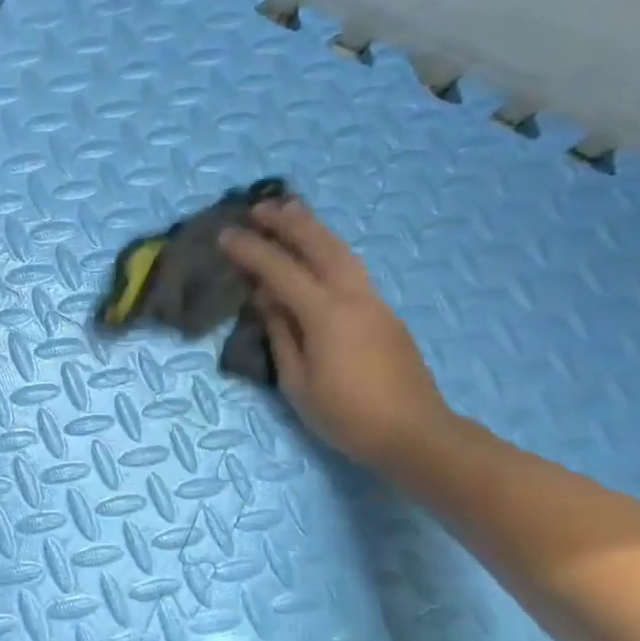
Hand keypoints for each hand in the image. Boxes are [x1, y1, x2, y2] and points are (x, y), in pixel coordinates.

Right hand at [219, 199, 455, 469]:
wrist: (415, 433)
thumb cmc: (346, 415)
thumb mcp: (297, 381)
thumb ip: (281, 333)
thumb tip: (266, 298)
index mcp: (326, 314)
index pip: (280, 271)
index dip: (251, 251)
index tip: (225, 236)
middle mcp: (353, 297)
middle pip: (319, 246)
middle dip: (288, 223)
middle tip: (259, 207)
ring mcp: (374, 302)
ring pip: (342, 251)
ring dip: (314, 229)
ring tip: (291, 211)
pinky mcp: (384, 313)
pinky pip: (351, 268)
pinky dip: (329, 249)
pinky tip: (317, 252)